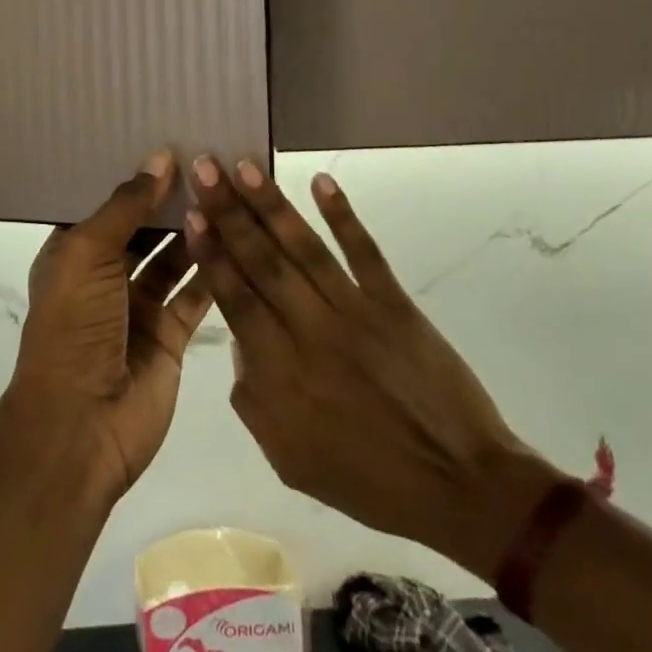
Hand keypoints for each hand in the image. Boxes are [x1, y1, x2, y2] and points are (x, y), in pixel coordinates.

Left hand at [9, 153, 213, 505]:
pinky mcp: (170, 335)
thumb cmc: (74, 325)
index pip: (106, 203)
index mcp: (74, 251)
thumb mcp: (87, 253)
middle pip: (143, 227)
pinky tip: (239, 235)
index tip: (171, 140)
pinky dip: (213, 269)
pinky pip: (195, 293)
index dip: (135, 176)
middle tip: (210, 158)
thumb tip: (160, 157)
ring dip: (195, 229)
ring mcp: (138, 306)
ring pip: (172, 257)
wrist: (80, 425)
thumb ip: (125, 206)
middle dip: (171, 199)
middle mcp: (105, 274)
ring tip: (229, 188)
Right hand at [184, 157, 554, 578]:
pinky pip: (365, 253)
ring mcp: (355, 312)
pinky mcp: (395, 304)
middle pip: (261, 260)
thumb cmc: (367, 478)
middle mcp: (310, 330)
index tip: (191, 212)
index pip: (235, 297)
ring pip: (304, 248)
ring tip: (245, 165)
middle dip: (229, 210)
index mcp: (280, 371)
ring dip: (272, 204)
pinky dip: (342, 215)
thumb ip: (252, 397)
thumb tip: (240, 341)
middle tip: (205, 166)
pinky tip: (321, 182)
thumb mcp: (288, 457)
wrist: (460, 486)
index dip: (211, 252)